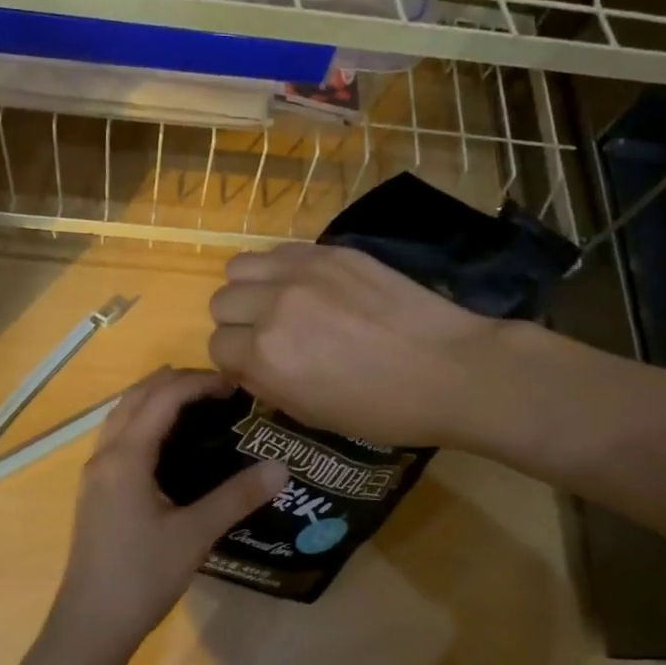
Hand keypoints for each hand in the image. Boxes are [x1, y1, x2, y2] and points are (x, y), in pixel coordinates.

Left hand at [51, 368, 287, 656]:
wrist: (90, 626)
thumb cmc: (141, 577)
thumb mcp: (195, 536)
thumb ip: (237, 497)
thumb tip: (281, 467)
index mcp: (126, 456)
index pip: (162, 397)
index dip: (198, 383)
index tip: (235, 385)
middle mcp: (105, 454)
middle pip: (137, 396)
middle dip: (176, 382)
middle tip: (219, 388)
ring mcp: (95, 472)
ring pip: (122, 414)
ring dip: (155, 397)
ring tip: (195, 401)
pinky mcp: (95, 490)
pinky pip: (119, 435)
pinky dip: (143, 419)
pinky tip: (167, 441)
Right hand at [207, 244, 502, 448]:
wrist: (448, 369)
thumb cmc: (381, 409)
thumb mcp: (311, 414)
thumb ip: (266, 385)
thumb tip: (245, 365)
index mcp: (265, 356)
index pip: (217, 347)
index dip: (235, 360)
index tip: (257, 364)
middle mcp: (273, 307)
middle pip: (222, 302)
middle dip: (239, 322)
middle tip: (271, 333)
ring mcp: (302, 272)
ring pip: (240, 267)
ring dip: (251, 287)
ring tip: (280, 301)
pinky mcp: (330, 252)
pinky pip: (280, 251)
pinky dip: (281, 269)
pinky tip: (309, 285)